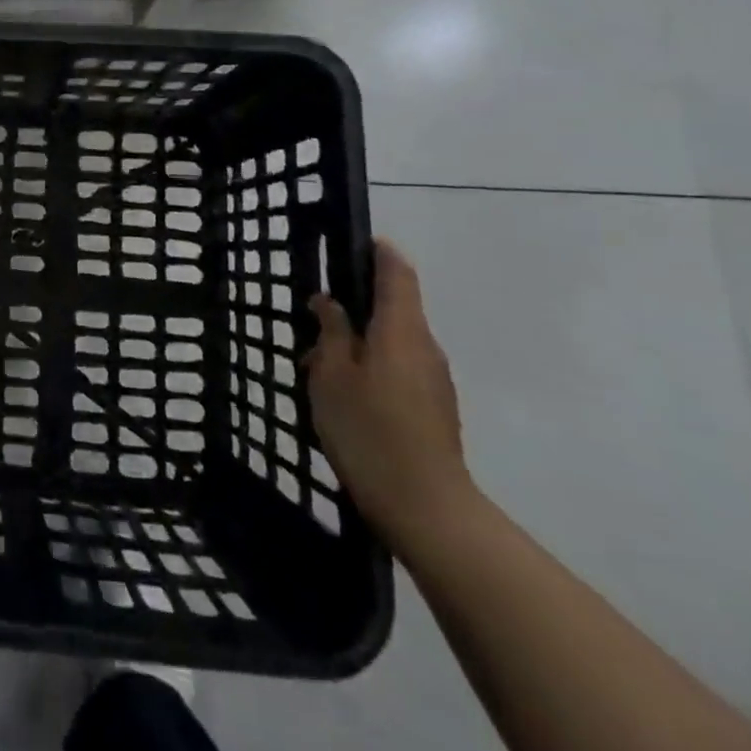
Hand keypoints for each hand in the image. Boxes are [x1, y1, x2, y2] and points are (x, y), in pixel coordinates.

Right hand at [307, 238, 476, 548]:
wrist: (425, 507)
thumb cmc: (369, 429)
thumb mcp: (332, 374)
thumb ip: (331, 331)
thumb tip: (329, 301)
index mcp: (401, 329)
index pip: (398, 273)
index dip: (379, 252)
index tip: (354, 243)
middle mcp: (425, 346)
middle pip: (395, 308)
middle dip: (356, 305)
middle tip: (314, 317)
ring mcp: (435, 379)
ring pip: (394, 341)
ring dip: (360, 341)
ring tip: (320, 364)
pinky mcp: (435, 408)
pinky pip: (400, 368)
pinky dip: (373, 366)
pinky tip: (344, 394)